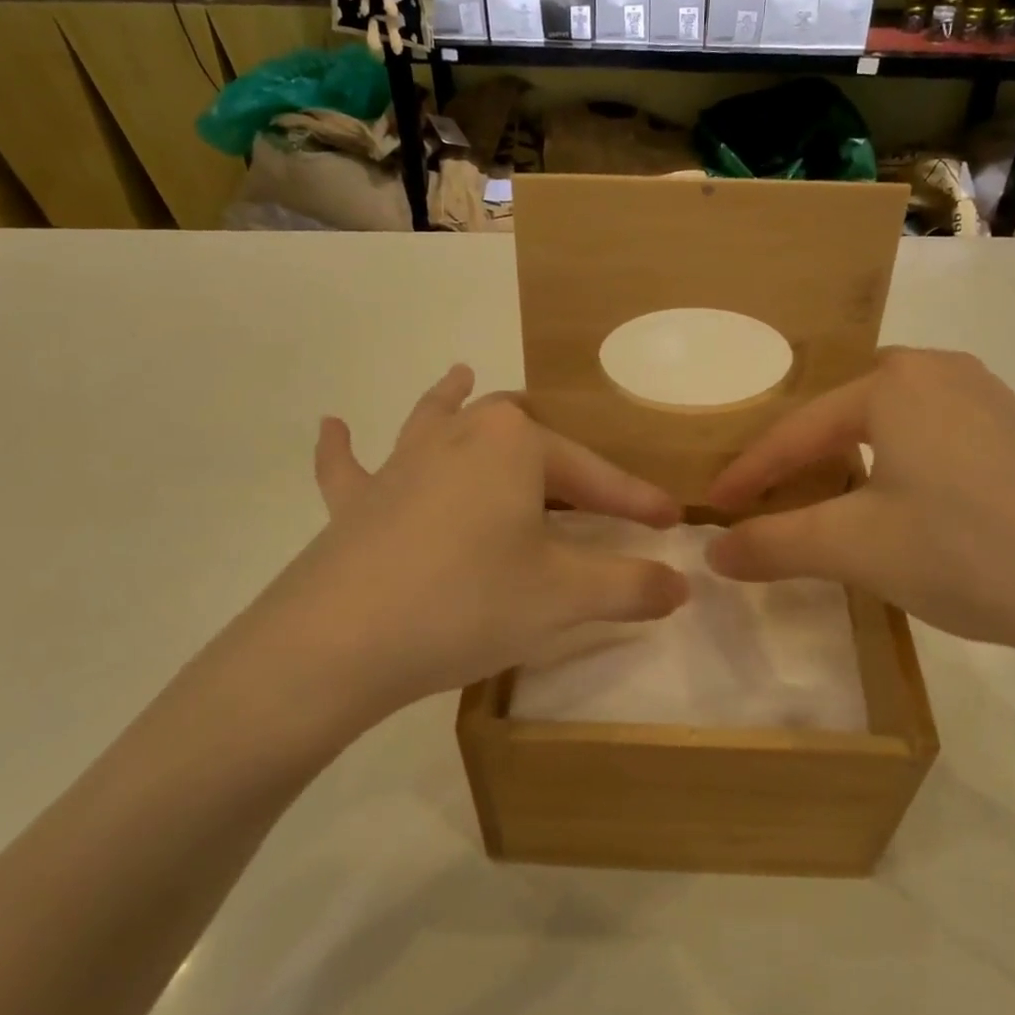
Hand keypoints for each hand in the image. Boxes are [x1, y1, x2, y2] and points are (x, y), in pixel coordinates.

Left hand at [201, 366, 688, 745]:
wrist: (342, 640)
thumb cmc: (469, 603)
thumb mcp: (564, 598)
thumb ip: (631, 586)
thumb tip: (681, 584)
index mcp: (515, 445)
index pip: (594, 474)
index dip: (637, 499)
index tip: (671, 521)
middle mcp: (459, 437)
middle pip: (520, 433)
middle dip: (557, 452)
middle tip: (583, 484)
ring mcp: (400, 465)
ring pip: (435, 419)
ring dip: (452, 398)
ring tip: (460, 374)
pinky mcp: (356, 503)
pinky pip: (349, 467)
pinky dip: (343, 449)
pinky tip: (333, 426)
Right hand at [705, 348, 1014, 683]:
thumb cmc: (968, 553)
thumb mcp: (855, 549)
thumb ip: (774, 544)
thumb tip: (713, 554)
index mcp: (894, 383)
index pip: (796, 430)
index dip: (748, 474)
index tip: (711, 509)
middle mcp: (942, 372)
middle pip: (842, 414)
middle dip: (798, 457)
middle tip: (766, 496)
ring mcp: (991, 400)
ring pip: (891, 424)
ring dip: (848, 460)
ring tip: (825, 498)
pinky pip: (934, 438)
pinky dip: (897, 466)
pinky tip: (902, 502)